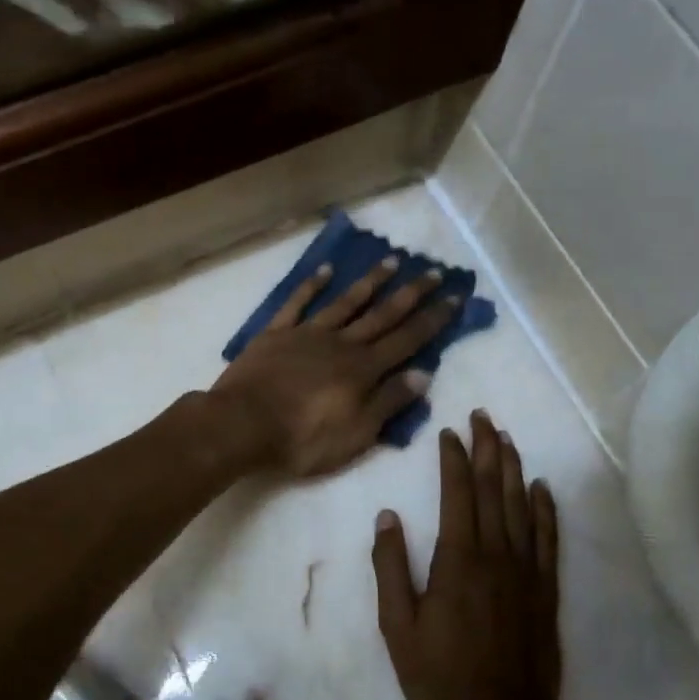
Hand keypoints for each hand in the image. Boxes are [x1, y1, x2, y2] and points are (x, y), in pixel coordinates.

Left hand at [209, 258, 459, 477]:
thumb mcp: (357, 432)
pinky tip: (326, 270)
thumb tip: (423, 374)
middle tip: (434, 271)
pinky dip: (312, 286)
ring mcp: (307, 334)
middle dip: (411, 294)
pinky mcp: (276, 334)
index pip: (406, 340)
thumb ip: (389, 401)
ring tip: (392, 261)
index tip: (454, 297)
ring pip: (345, 302)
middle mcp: (341, 344)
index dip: (432, 320)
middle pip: (382, 315)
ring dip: (370, 282)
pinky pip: (297, 304)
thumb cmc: (304, 438)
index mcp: (363, 370)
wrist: (243, 425)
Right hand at [372, 413, 561, 699]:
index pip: (458, 494)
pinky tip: (541, 487)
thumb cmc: (440, 677)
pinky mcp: (546, 588)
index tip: (449, 432)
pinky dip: (545, 508)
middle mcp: (497, 554)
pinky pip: (548, 538)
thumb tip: (387, 517)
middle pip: (493, 489)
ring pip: (521, 505)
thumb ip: (391, 569)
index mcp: (458, 560)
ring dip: (513, 468)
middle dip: (487, 449)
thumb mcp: (398, 628)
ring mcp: (526, 570)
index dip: (454, 459)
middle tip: (482, 417)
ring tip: (506, 438)